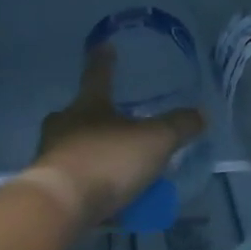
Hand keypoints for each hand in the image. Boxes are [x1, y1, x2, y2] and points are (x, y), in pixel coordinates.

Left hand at [34, 45, 205, 223]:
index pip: (98, 75)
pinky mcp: (49, 188)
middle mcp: (64, 126)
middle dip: (100, 118)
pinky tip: (112, 203)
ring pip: (78, 150)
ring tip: (122, 173)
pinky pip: (77, 182)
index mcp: (87, 106)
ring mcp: (52, 157)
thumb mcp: (155, 141)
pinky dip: (94, 187)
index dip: (104, 60)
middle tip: (120, 126)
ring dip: (98, 156)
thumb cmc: (108, 160)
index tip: (104, 44)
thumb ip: (179, 126)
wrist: (61, 205)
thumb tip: (201, 113)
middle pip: (82, 115)